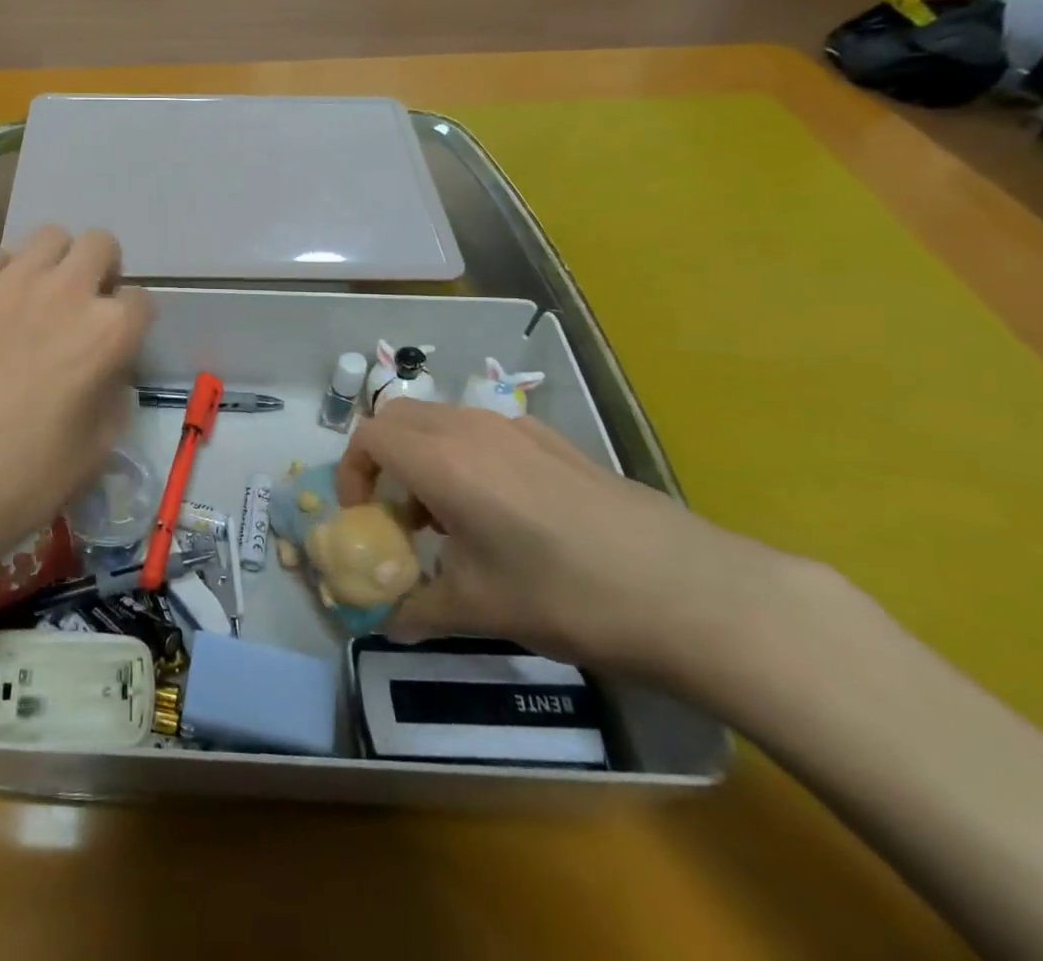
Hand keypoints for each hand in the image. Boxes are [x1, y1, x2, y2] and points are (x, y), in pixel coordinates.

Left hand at [0, 226, 152, 572]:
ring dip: (56, 263)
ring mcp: (8, 282)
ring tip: (39, 298)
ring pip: (49, 237)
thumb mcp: (97, 450)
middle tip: (84, 307)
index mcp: (107, 331)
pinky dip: (3, 275)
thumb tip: (106, 373)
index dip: (133, 324)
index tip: (117, 345)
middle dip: (102, 271)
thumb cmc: (25, 478)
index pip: (141, 301)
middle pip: (100, 245)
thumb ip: (114, 397)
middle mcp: (65, 291)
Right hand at [335, 401, 790, 677]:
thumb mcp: (479, 610)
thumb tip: (385, 624)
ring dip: (424, 457)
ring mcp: (516, 427)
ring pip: (441, 420)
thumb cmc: (566, 596)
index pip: (368, 437)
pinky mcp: (553, 439)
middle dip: (382, 460)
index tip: (366, 519)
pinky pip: (484, 431)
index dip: (352, 474)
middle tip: (399, 515)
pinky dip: (466, 457)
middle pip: (398, 418)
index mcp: (442, 461)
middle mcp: (470, 429)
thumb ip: (416, 610)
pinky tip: (504, 513)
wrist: (689, 591)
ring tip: (450, 520)